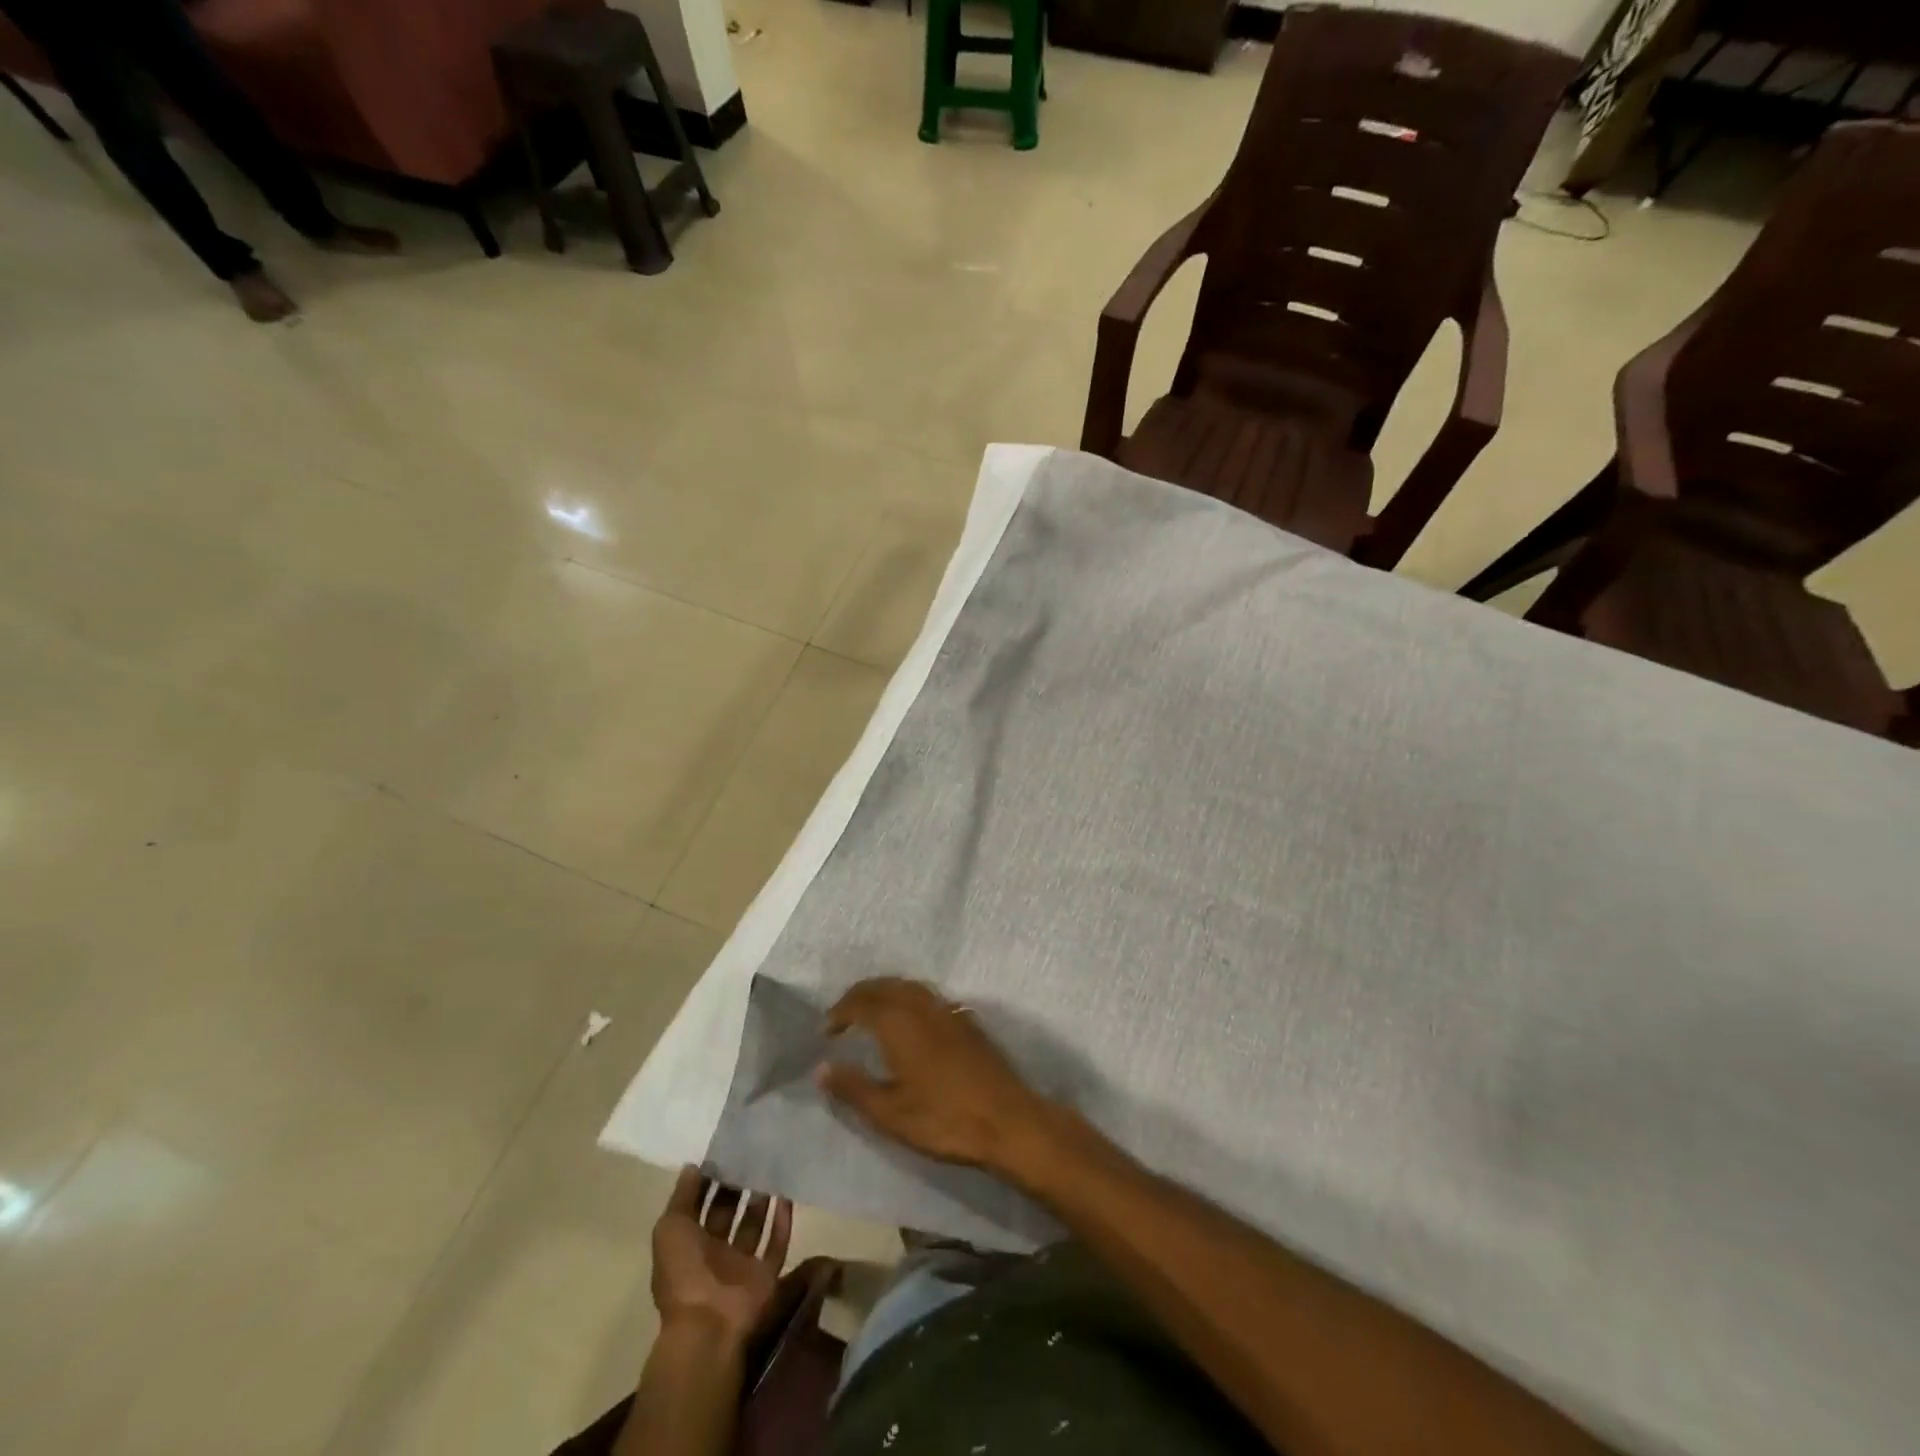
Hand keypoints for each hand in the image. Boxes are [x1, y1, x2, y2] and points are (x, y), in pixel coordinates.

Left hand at [651, 1167, 793, 1344]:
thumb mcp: (670, 1229)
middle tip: (751, 1154)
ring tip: (771, 1168)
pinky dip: (782, 1221)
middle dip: (736, 1187)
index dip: (709, 1182)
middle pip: (728, 1214)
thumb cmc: (683, 1273)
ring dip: (761, 1200)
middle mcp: (715, 1254)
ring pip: (754, 1225)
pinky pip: (777, 1243)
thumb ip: (682, 1197)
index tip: (724, 1152)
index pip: (699, 1207)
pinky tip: (787, 1195)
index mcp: (688, 1246)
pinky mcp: (765, 1274)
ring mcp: (741, 1265)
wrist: (708, 1325)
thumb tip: (693, 1166)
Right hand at [815, 977, 1056, 1176]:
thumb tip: (821, 1068)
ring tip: (870, 1013)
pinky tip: (909, 1021)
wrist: (1007, 1120)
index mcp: (899, 1023)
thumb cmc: (944, 1120)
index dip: (840, 1012)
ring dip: (885, 992)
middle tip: (843, 1015)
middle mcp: (922, 1006)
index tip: (826, 1029)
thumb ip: (853, 1088)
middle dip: (860, 995)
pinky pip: (928, 995)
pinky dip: (908, 998)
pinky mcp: (967, 1020)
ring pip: (909, 986)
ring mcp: (948, 1010)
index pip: (861, 1002)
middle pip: (885, 986)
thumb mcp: (890, 1113)